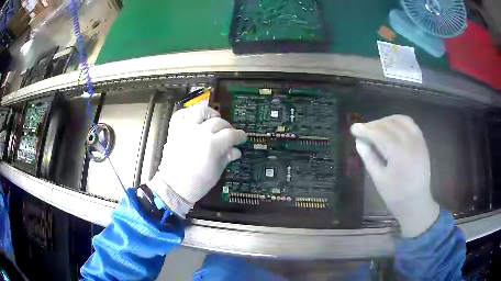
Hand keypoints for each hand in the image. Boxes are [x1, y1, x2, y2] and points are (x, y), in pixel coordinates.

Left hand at [147, 105, 246, 217]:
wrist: (174, 187)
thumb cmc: (197, 183)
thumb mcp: (217, 172)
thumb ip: (227, 157)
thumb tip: (236, 150)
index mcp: (212, 145)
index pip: (231, 134)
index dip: (240, 136)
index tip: (242, 138)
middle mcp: (199, 132)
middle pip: (219, 122)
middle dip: (228, 127)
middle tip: (229, 134)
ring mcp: (185, 129)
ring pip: (200, 111)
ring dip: (210, 113)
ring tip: (213, 119)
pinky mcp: (174, 130)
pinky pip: (180, 114)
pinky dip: (188, 113)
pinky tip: (194, 118)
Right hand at [351, 115, 438, 236]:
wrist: (416, 203)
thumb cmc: (395, 195)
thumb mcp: (378, 179)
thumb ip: (369, 157)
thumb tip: (359, 141)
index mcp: (398, 153)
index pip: (378, 134)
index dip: (364, 129)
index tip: (353, 129)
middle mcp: (409, 141)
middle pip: (388, 124)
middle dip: (373, 125)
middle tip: (363, 130)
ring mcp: (418, 140)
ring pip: (400, 120)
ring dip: (386, 121)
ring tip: (377, 128)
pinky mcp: (422, 142)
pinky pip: (410, 124)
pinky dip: (399, 121)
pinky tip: (392, 127)